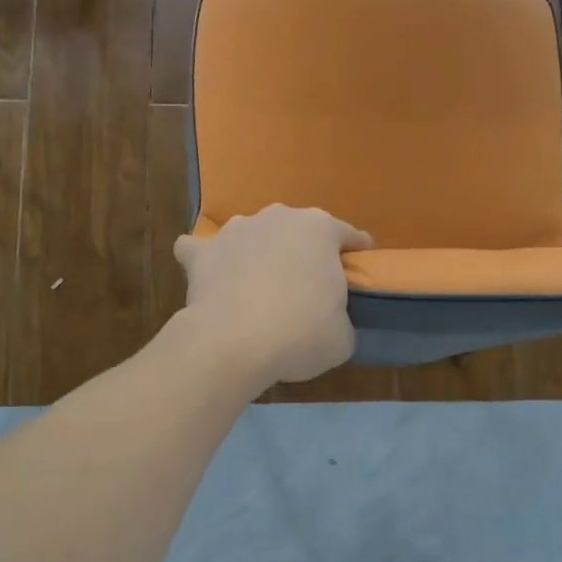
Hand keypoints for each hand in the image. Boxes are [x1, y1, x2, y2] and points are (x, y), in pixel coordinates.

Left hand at [174, 205, 372, 387]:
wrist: (235, 343)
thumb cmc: (300, 334)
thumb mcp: (342, 336)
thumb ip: (340, 317)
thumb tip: (331, 322)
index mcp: (320, 230)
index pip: (348, 235)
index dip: (356, 251)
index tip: (360, 264)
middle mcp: (278, 217)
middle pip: (297, 230)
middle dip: (303, 251)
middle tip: (307, 285)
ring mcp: (236, 230)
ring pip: (252, 233)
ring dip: (257, 251)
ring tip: (258, 282)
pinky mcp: (202, 252)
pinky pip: (201, 249)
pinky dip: (206, 259)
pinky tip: (210, 275)